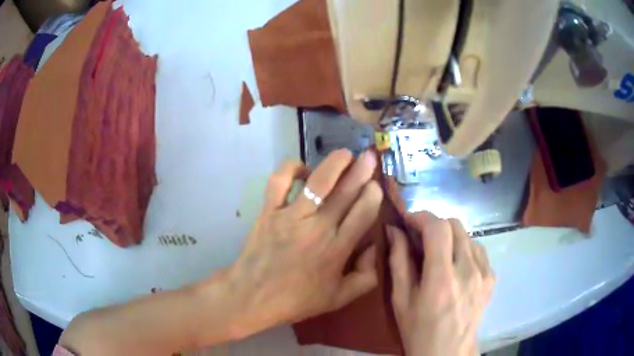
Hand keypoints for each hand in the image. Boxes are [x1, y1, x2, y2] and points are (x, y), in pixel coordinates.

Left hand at [227, 149, 382, 336]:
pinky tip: (302, 168)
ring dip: (334, 164)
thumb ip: (366, 276)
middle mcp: (317, 228)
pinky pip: (278, 182)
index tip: (377, 185)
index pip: (363, 214)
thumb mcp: (339, 298)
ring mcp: (291, 216)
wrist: (253, 296)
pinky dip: (290, 169)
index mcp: (337, 249)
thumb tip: (374, 247)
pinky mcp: (269, 211)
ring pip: (317, 183)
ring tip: (345, 154)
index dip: (373, 195)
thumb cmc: (297, 300)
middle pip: (345, 193)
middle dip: (361, 172)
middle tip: (370, 156)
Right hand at [387, 212, 494, 355]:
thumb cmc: (418, 330)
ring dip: (450, 237)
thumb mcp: (400, 300)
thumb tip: (394, 230)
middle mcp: (468, 271)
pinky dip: (464, 249)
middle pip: (455, 225)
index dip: (421, 217)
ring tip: (438, 253)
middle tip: (420, 237)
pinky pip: (478, 250)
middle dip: (434, 224)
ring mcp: (484, 273)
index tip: (408, 221)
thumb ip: (398, 262)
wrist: (448, 352)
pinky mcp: (491, 278)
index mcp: (442, 279)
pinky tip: (455, 265)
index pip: (438, 229)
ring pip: (468, 235)